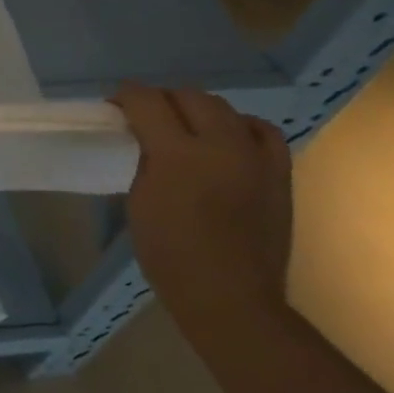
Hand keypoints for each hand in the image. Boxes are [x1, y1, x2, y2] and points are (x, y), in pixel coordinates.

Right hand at [112, 83, 292, 328]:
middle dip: (162, 99)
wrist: (229, 297)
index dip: (126, 95)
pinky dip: (240, 127)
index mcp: (178, 154)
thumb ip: (144, 159)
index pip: (147, 100)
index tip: (115, 105)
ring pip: (224, 107)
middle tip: (145, 117)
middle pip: (188, 95)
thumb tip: (145, 138)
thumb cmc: (169, 254)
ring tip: (185, 129)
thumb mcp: (139, 200)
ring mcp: (255, 157)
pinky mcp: (279, 173)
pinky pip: (262, 131)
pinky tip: (227, 141)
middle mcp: (221, 145)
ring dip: (198, 110)